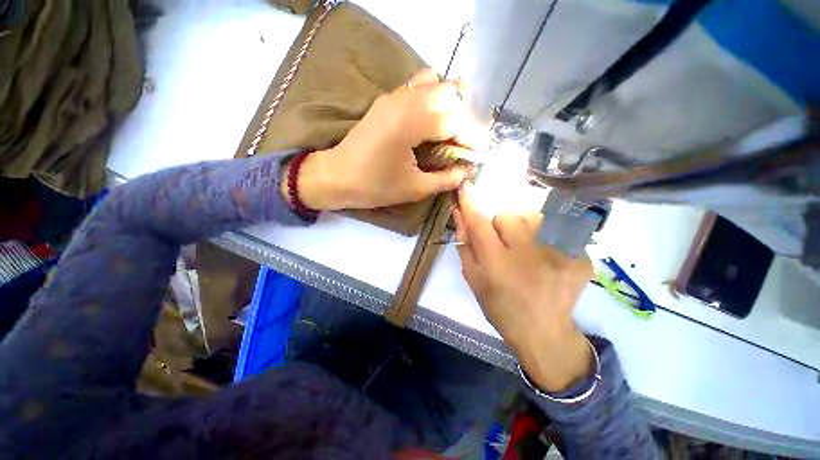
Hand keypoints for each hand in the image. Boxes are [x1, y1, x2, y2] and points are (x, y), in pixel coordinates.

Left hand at [284, 69, 484, 210]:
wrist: (337, 176)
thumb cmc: (375, 186)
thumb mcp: (414, 188)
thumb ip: (446, 179)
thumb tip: (467, 171)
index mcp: (411, 125)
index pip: (454, 120)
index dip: (471, 137)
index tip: (480, 152)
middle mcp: (404, 101)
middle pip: (449, 92)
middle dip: (464, 116)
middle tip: (464, 141)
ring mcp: (393, 96)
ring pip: (434, 82)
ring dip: (449, 103)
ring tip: (451, 129)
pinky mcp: (387, 99)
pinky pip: (417, 85)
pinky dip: (432, 97)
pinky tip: (431, 120)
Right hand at [453, 182, 593, 391]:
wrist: (544, 331)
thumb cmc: (500, 307)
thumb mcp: (474, 279)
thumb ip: (465, 245)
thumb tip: (459, 214)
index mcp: (497, 263)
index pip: (479, 222)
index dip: (470, 202)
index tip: (465, 185)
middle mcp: (528, 253)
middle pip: (507, 215)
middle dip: (499, 226)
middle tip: (503, 247)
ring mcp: (558, 252)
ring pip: (531, 216)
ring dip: (522, 227)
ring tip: (525, 249)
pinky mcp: (580, 254)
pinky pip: (555, 227)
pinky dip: (546, 235)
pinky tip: (546, 255)